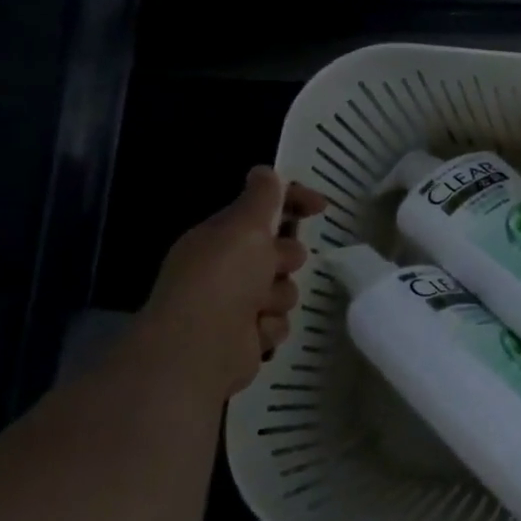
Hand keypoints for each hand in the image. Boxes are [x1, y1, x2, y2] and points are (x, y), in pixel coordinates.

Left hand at [140, 167, 324, 398]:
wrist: (199, 350)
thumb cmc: (221, 280)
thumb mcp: (244, 227)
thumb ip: (261, 198)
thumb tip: (265, 170)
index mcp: (222, 237)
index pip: (264, 209)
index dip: (293, 202)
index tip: (321, 206)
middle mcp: (228, 267)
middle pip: (283, 251)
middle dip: (285, 259)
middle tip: (274, 267)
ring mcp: (237, 303)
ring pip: (285, 289)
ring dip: (277, 297)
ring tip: (258, 308)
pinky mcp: (247, 336)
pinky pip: (279, 321)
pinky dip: (270, 327)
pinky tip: (254, 333)